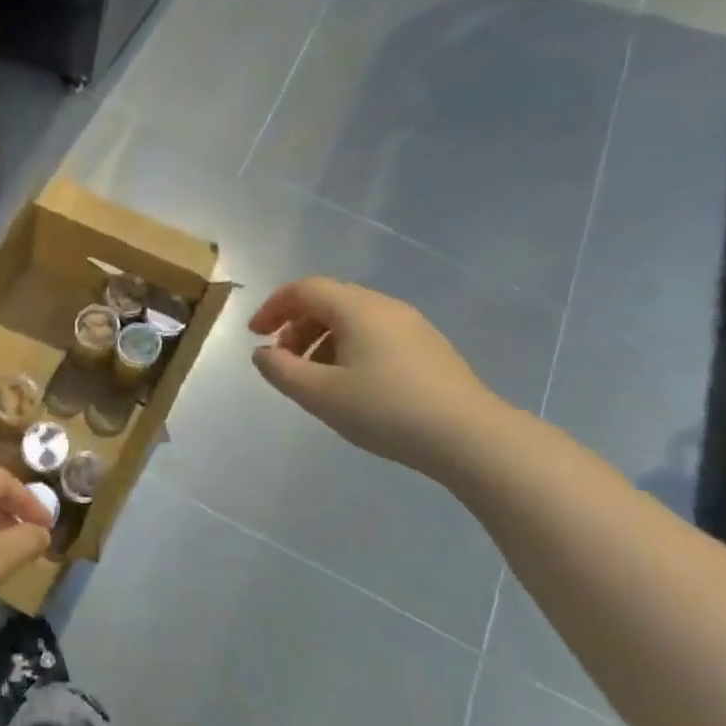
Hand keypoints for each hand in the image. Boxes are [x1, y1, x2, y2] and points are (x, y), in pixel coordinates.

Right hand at [248, 276, 510, 476]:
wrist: (470, 437)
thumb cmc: (386, 410)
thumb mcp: (320, 394)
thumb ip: (281, 370)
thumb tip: (262, 353)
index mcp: (356, 308)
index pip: (304, 289)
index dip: (273, 307)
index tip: (255, 335)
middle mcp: (384, 306)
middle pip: (328, 301)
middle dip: (296, 326)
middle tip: (282, 360)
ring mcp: (411, 326)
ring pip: (353, 319)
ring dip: (322, 340)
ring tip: (313, 378)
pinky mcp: (428, 348)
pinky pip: (375, 334)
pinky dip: (348, 348)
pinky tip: (351, 385)